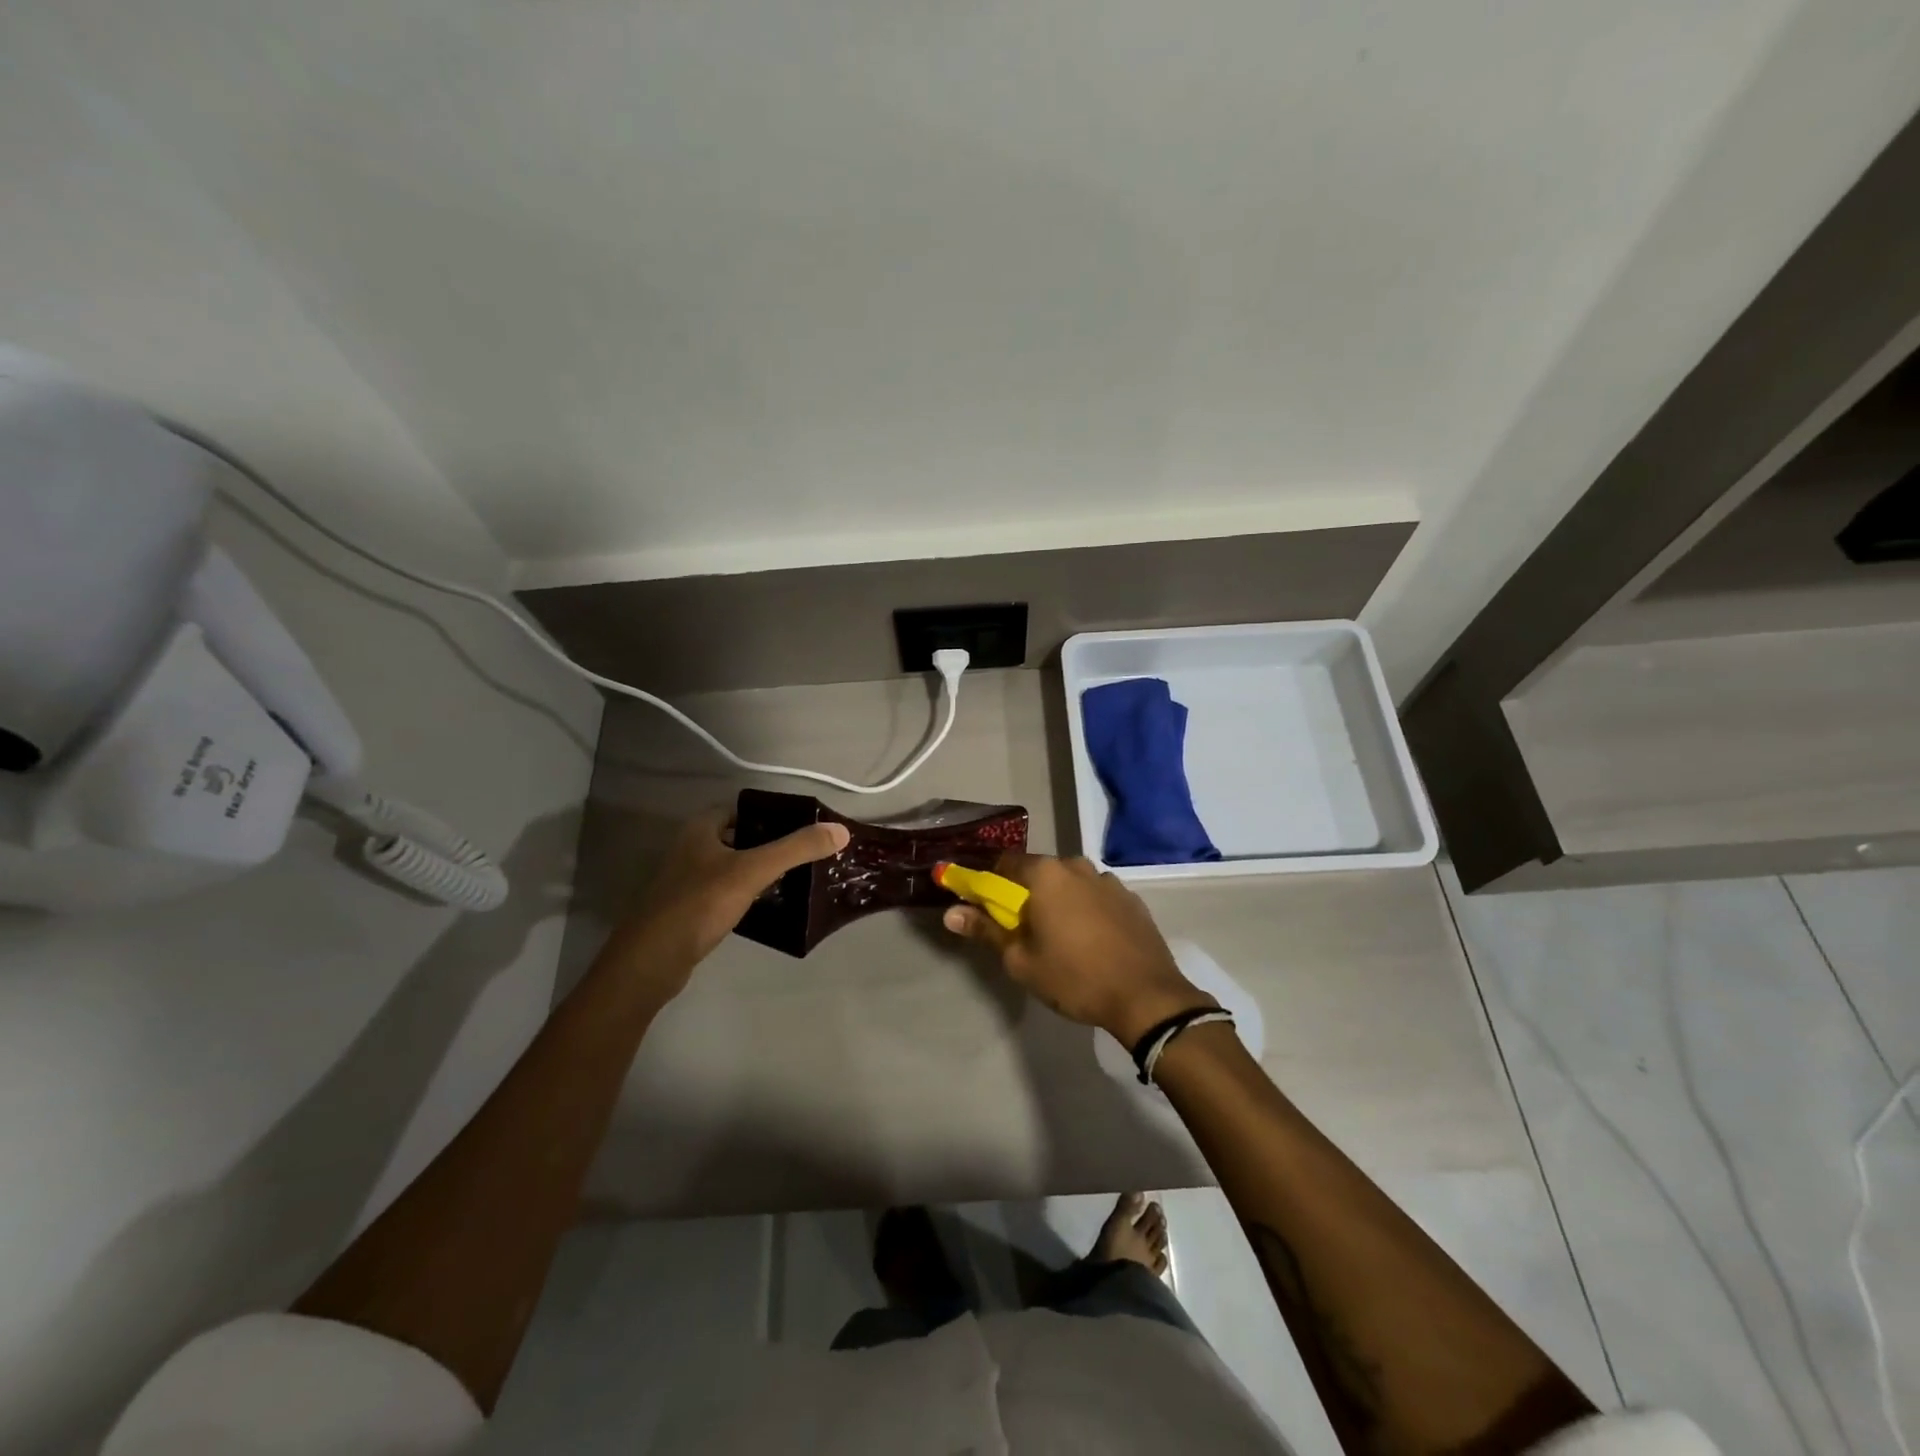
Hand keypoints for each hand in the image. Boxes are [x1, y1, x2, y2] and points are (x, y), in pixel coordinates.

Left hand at [608, 808, 849, 996]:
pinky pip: (725, 892)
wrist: (652, 961)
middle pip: (740, 836)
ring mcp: (686, 880)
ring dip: (759, 870)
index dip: (772, 814)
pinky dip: (747, 894)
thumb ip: (796, 849)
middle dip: (771, 843)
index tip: (804, 826)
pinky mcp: (689, 909)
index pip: (742, 808)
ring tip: (797, 878)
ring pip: (732, 866)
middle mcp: (690, 847)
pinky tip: (768, 905)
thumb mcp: (754, 871)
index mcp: (700, 828)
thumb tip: (841, 831)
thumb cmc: (700, 904)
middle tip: (806, 853)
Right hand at [941, 852, 1214, 1044]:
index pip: (1004, 863)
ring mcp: (1108, 881)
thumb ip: (986, 930)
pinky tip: (1090, 941)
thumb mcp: (1021, 960)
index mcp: (1045, 874)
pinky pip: (1096, 896)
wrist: (1146, 996)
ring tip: (1060, 937)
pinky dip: (1086, 910)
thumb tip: (951, 913)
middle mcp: (1076, 866)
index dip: (989, 882)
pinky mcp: (1131, 899)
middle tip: (1022, 929)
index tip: (984, 905)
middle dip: (1026, 893)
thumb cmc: (1075, 977)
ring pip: (1070, 883)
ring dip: (1059, 900)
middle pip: (1039, 871)